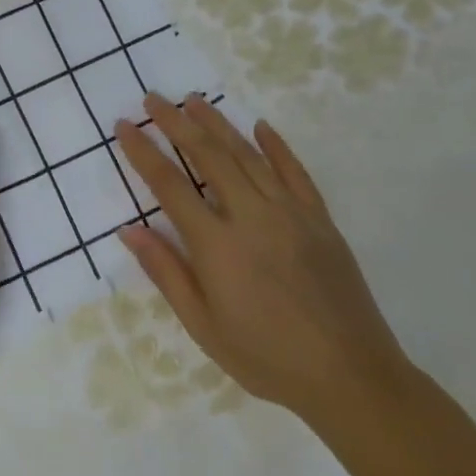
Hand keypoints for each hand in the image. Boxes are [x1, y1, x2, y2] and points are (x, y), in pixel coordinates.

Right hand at [112, 94, 411, 430]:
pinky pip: (295, 172)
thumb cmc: (266, 358)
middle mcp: (251, 217)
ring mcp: (290, 213)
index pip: (169, 185)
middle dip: (177, 123)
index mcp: (217, 245)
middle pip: (208, 156)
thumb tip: (130, 230)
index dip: (144, 152)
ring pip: (248, 155)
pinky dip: (277, 146)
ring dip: (219, 123)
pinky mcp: (320, 220)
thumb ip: (167, 272)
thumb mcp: (203, 326)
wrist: (350, 377)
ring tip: (194, 100)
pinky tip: (260, 126)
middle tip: (155, 99)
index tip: (125, 125)